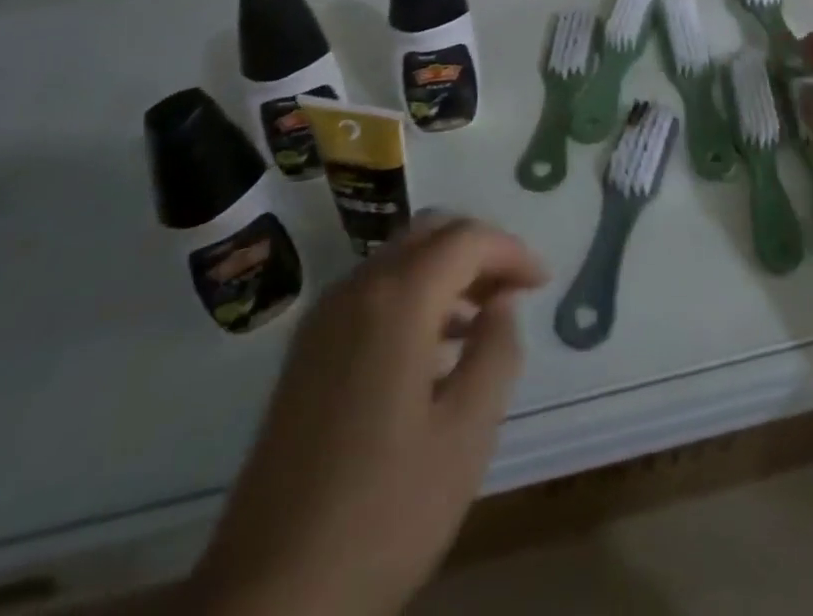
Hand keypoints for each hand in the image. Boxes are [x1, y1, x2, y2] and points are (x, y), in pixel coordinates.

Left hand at [193, 215, 547, 615]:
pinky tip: (433, 350)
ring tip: (482, 320)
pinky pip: (372, 292)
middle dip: (479, 250)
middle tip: (514, 290)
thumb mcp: (466, 435)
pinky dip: (413, 294)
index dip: (511, 251)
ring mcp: (323, 318)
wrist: (269, 597)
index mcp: (396, 299)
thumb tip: (502, 302)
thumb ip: (496, 351)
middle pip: (429, 233)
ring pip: (398, 259)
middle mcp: (355, 289)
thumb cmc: (384, 513)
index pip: (466, 239)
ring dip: (446, 271)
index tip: (543, 283)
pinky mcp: (306, 351)